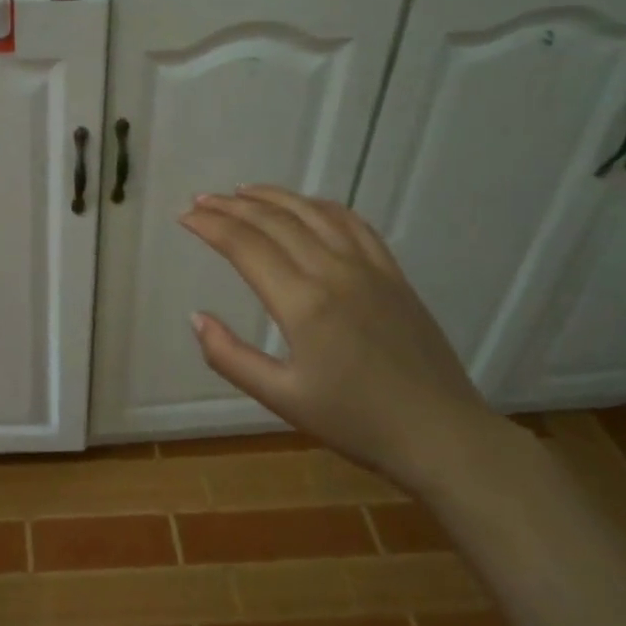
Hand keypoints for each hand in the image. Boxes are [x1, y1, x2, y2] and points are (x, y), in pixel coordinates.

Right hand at [180, 185, 503, 491]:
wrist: (442, 434)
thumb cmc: (356, 422)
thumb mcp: (281, 398)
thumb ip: (231, 357)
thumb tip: (196, 318)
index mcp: (302, 303)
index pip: (245, 246)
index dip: (210, 226)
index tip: (184, 217)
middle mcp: (333, 272)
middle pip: (275, 221)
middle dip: (232, 206)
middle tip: (202, 200)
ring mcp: (368, 268)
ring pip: (313, 213)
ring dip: (273, 197)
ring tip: (242, 192)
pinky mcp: (393, 274)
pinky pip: (354, 224)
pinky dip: (321, 206)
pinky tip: (307, 205)